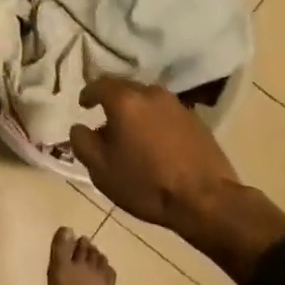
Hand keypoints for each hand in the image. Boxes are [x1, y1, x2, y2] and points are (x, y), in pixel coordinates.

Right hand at [67, 77, 238, 230]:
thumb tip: (79, 127)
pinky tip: (155, 143)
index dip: (88, 94)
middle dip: (112, 102)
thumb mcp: (101, 169)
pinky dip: (155, 122)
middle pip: (125, 89)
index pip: (100, 84)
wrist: (205, 200)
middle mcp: (152, 94)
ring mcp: (177, 105)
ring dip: (136, 112)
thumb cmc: (145, 184)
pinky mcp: (196, 120)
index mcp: (125, 101)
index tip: (83, 105)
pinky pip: (166, 113)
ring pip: (148, 101)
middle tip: (105, 122)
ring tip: (131, 134)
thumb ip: (82, 142)